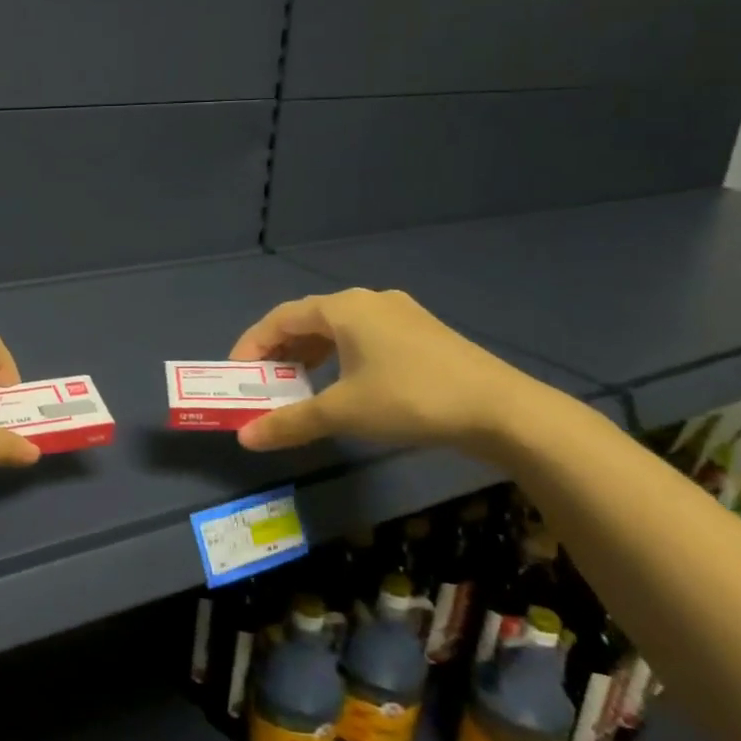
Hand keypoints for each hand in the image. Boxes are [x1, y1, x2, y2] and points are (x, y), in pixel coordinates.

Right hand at [227, 288, 535, 452]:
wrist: (503, 411)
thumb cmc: (411, 399)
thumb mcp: (343, 413)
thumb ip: (290, 422)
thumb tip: (244, 439)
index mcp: (344, 308)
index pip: (280, 318)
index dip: (252, 345)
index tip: (236, 375)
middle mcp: (369, 301)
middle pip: (308, 320)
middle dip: (280, 352)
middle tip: (264, 383)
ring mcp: (400, 315)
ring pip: (338, 329)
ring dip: (310, 355)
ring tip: (298, 386)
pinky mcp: (423, 335)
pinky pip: (364, 338)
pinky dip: (340, 357)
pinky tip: (344, 385)